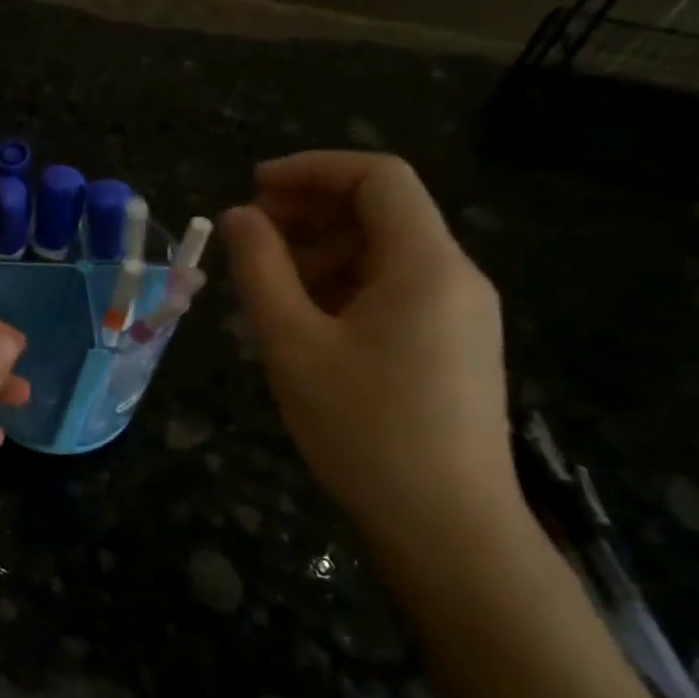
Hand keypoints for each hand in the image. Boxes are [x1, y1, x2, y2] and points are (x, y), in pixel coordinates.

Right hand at [220, 152, 521, 553]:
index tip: (253, 187)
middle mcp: (455, 277)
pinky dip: (342, 289)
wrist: (446, 527)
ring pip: (384, 256)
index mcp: (425, 264)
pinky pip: (393, 293)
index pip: (377, 178)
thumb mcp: (293, 344)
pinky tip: (300, 323)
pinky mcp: (453, 348)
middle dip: (309, 213)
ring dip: (319, 254)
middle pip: (382, 213)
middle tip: (247, 238)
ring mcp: (459, 315)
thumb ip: (261, 270)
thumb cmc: (363, 430)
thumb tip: (238, 216)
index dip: (312, 169)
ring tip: (261, 289)